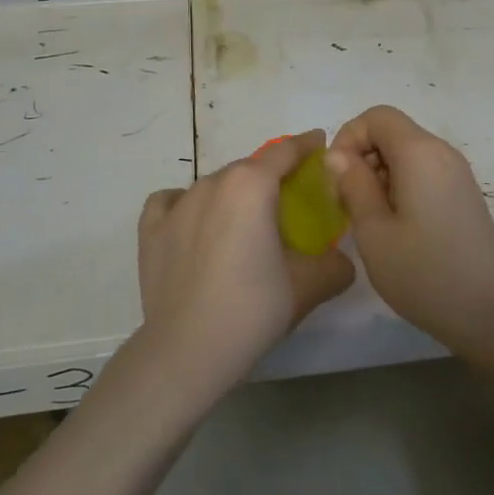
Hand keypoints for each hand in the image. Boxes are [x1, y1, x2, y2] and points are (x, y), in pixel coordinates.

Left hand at [136, 130, 355, 398]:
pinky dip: (187, 205)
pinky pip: (172, 202)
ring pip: (214, 185)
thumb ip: (336, 266)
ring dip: (233, 194)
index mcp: (252, 185)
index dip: (306, 145)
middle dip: (272, 176)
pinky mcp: (151, 229)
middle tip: (289, 201)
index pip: (285, 152)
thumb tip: (342, 262)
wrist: (187, 351)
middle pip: (250, 168)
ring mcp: (178, 204)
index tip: (319, 144)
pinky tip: (194, 223)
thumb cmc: (253, 309)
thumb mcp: (309, 287)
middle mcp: (213, 183)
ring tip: (244, 224)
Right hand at [326, 106, 493, 355]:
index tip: (337, 179)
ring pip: (406, 154)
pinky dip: (401, 187)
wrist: (493, 314)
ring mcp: (457, 174)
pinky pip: (423, 173)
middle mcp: (442, 152)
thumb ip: (353, 185)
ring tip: (371, 222)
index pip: (376, 116)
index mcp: (420, 153)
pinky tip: (397, 229)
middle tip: (348, 205)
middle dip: (362, 158)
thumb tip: (337, 155)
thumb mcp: (375, 232)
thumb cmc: (426, 274)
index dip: (348, 138)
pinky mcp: (463, 195)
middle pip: (392, 132)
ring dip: (379, 176)